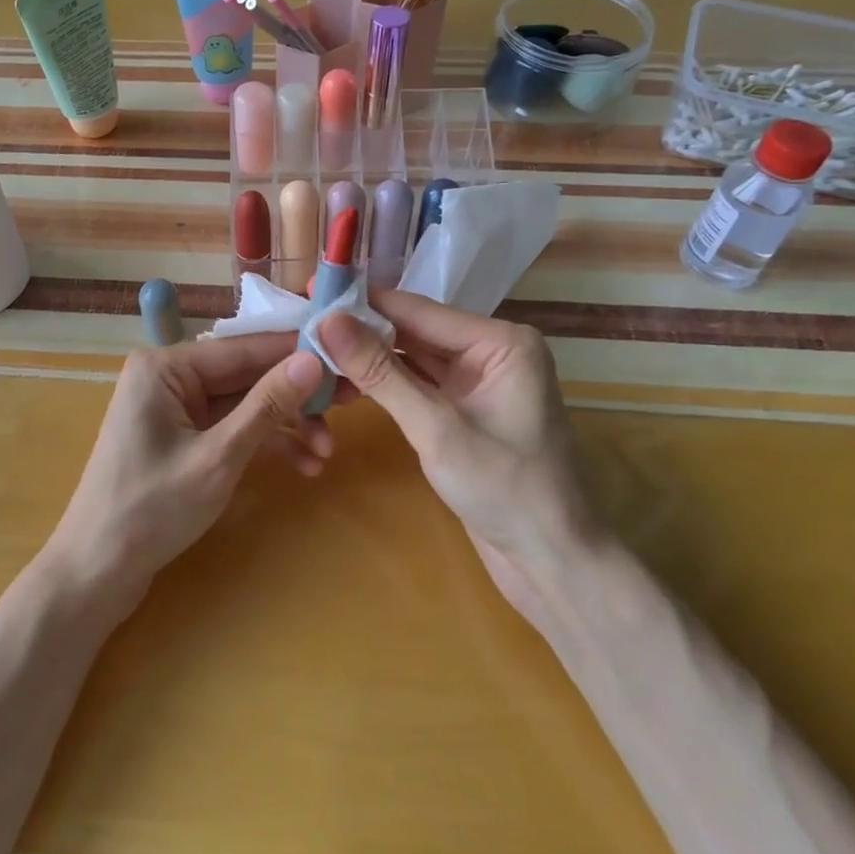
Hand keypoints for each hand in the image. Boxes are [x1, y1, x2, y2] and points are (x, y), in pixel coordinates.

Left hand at [48, 335, 331, 604]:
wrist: (96, 573)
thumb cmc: (150, 510)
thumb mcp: (218, 458)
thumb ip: (267, 406)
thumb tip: (313, 359)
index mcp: (166, 366)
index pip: (244, 347)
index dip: (296, 351)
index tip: (346, 357)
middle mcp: (169, 376)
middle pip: (247, 374)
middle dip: (296, 396)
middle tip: (350, 403)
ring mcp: (175, 407)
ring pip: (245, 403)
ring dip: (285, 425)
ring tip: (327, 453)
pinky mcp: (183, 436)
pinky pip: (231, 427)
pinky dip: (264, 444)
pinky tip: (304, 466)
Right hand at [318, 292, 585, 629]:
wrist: (549, 562)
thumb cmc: (504, 489)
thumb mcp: (436, 428)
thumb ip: (381, 372)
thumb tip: (329, 321)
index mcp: (501, 341)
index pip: (419, 310)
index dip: (364, 302)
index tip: (312, 292)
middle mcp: (490, 351)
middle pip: (415, 330)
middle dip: (362, 331)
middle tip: (305, 324)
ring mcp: (478, 381)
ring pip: (413, 357)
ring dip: (369, 357)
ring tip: (315, 348)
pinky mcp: (464, 409)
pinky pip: (418, 383)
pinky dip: (385, 383)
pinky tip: (346, 380)